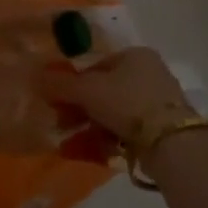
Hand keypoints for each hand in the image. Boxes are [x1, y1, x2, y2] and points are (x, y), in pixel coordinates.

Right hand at [41, 48, 194, 158]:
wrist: (171, 141)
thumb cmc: (127, 102)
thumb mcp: (89, 90)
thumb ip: (61, 84)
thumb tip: (36, 76)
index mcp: (135, 55)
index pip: (96, 66)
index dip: (73, 83)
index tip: (56, 102)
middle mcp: (149, 73)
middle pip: (104, 90)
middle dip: (80, 109)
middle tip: (61, 124)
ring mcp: (158, 102)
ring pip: (114, 113)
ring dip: (90, 127)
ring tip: (71, 144)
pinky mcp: (162, 128)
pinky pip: (127, 130)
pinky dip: (108, 139)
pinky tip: (92, 151)